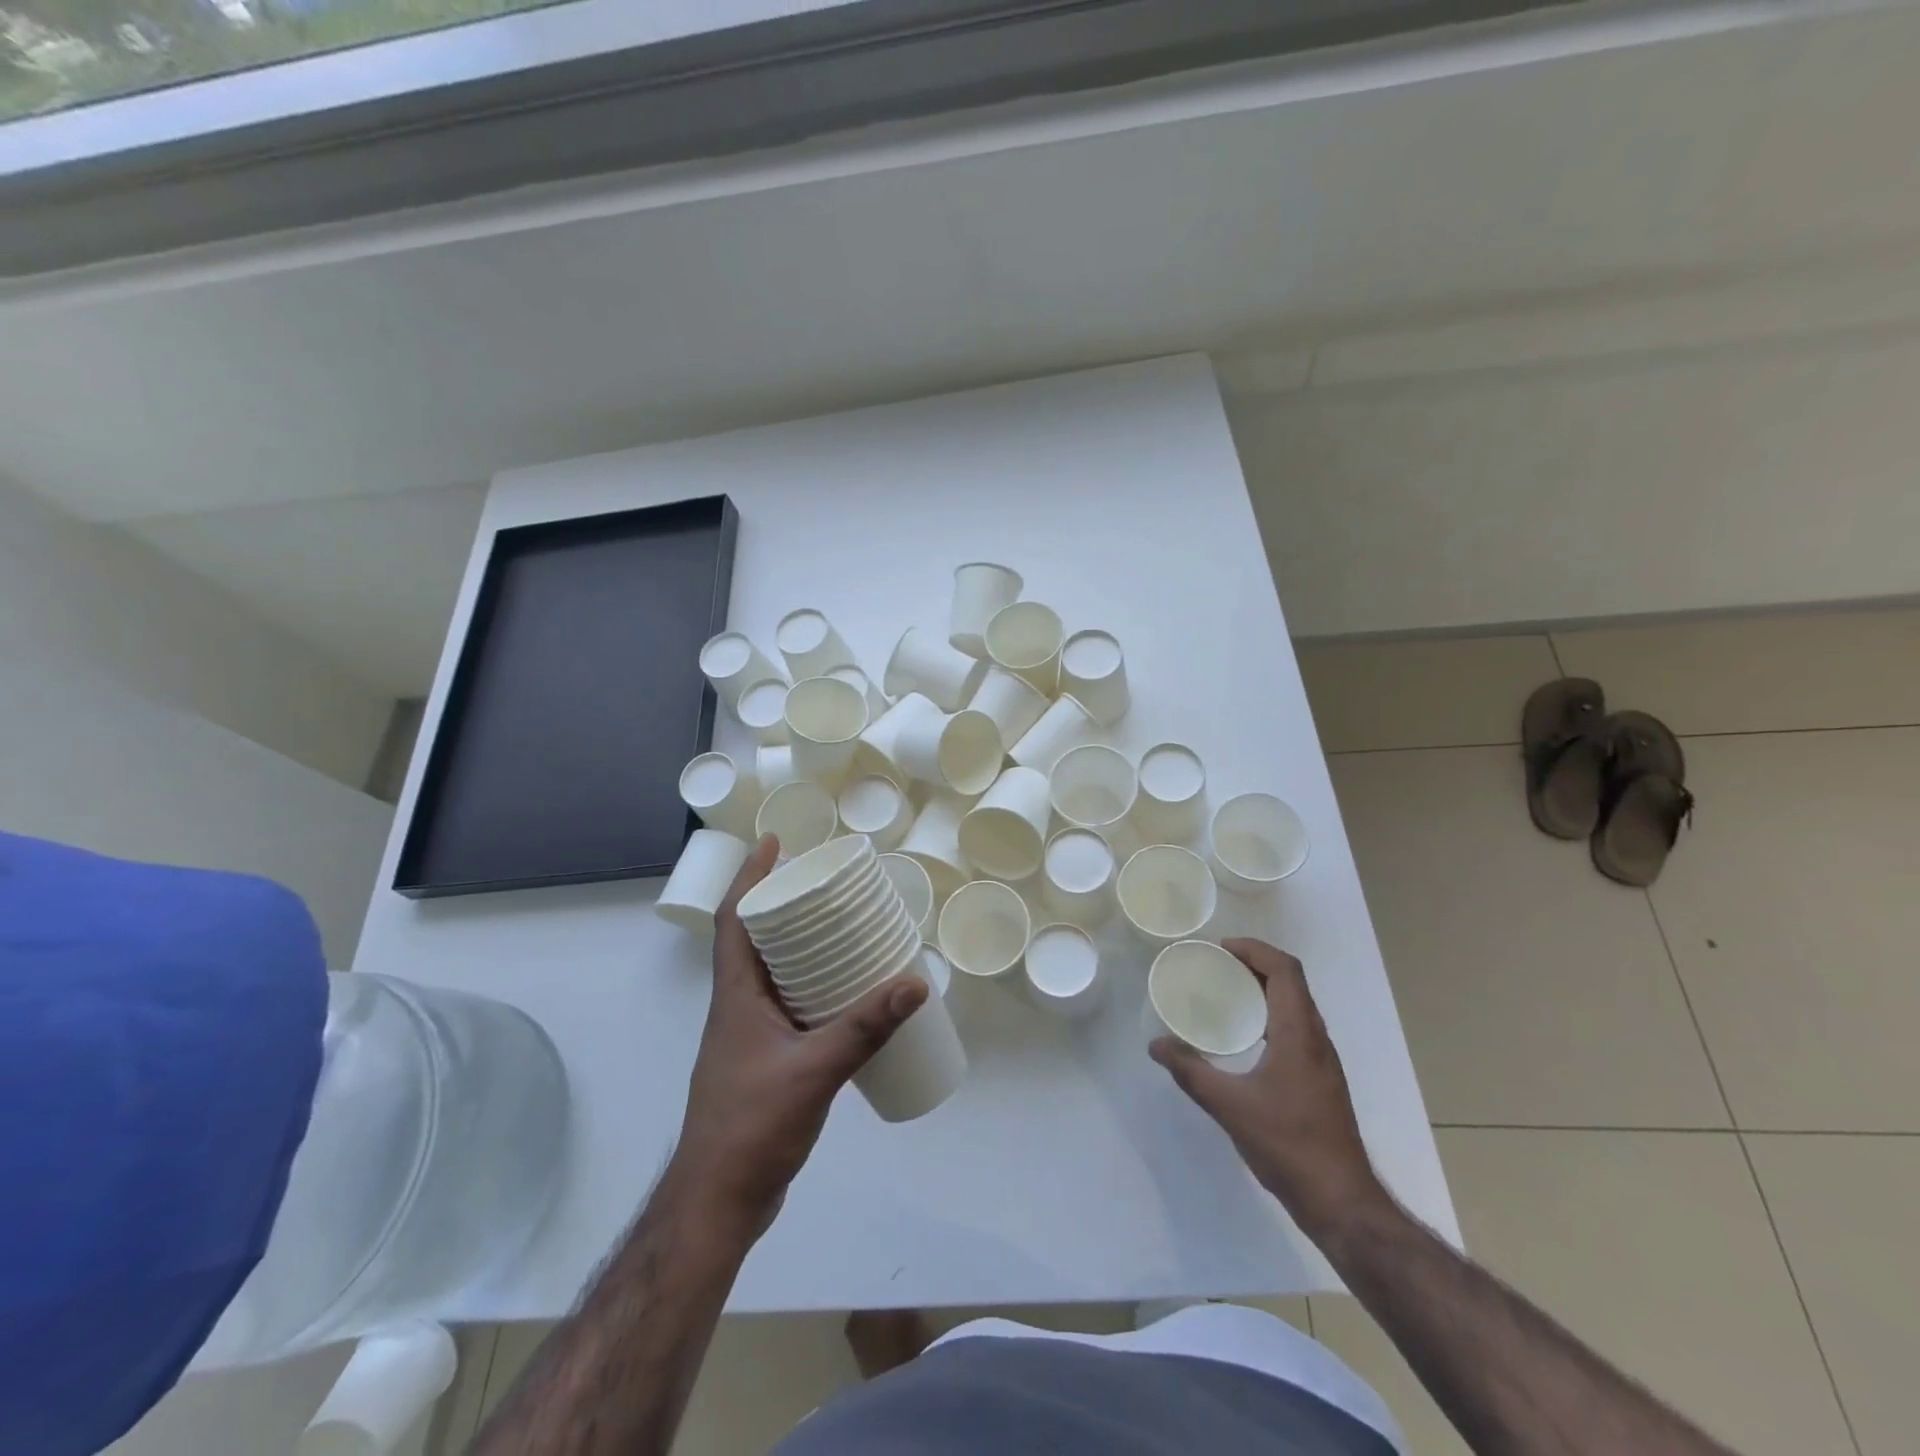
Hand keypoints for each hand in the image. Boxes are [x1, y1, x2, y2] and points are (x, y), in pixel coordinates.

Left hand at [671, 837, 927, 1236]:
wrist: (717, 1203)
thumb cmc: (752, 1126)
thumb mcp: (814, 1070)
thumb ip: (865, 1028)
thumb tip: (916, 983)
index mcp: (736, 997)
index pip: (735, 921)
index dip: (750, 878)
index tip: (775, 843)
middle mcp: (738, 1008)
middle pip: (754, 941)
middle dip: (783, 906)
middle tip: (823, 883)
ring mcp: (750, 1038)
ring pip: (773, 975)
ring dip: (799, 947)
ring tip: (841, 929)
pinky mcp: (766, 1063)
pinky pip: (790, 1007)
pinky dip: (813, 989)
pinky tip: (848, 997)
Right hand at [1150, 938, 1387, 1242]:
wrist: (1341, 1202)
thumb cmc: (1288, 1145)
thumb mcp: (1229, 1106)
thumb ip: (1190, 1072)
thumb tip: (1156, 1046)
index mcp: (1299, 1034)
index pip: (1285, 970)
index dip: (1255, 950)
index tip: (1220, 949)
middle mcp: (1316, 1039)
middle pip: (1291, 983)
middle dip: (1255, 965)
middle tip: (1216, 966)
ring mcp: (1322, 1061)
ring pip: (1296, 1006)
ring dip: (1264, 990)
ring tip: (1226, 995)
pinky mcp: (1321, 1081)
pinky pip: (1296, 1029)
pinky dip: (1270, 1016)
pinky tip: (1244, 1039)